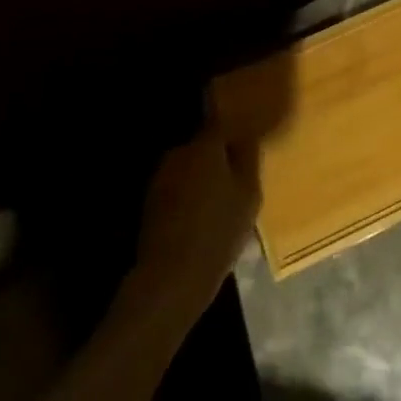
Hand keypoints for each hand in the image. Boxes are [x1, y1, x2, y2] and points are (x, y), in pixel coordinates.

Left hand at [130, 119, 257, 319]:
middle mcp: (179, 152)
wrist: (172, 277)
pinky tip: (198, 217)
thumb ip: (248, 158)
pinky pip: (177, 189)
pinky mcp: (150, 202)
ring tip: (218, 201)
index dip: (233, 131)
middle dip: (217, 157)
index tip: (244, 141)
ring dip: (201, 178)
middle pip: (203, 146)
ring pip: (189, 168)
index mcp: (205, 145)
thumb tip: (246, 133)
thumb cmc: (219, 230)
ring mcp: (161, 177)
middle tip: (234, 178)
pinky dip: (188, 196)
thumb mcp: (249, 194)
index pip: (221, 123)